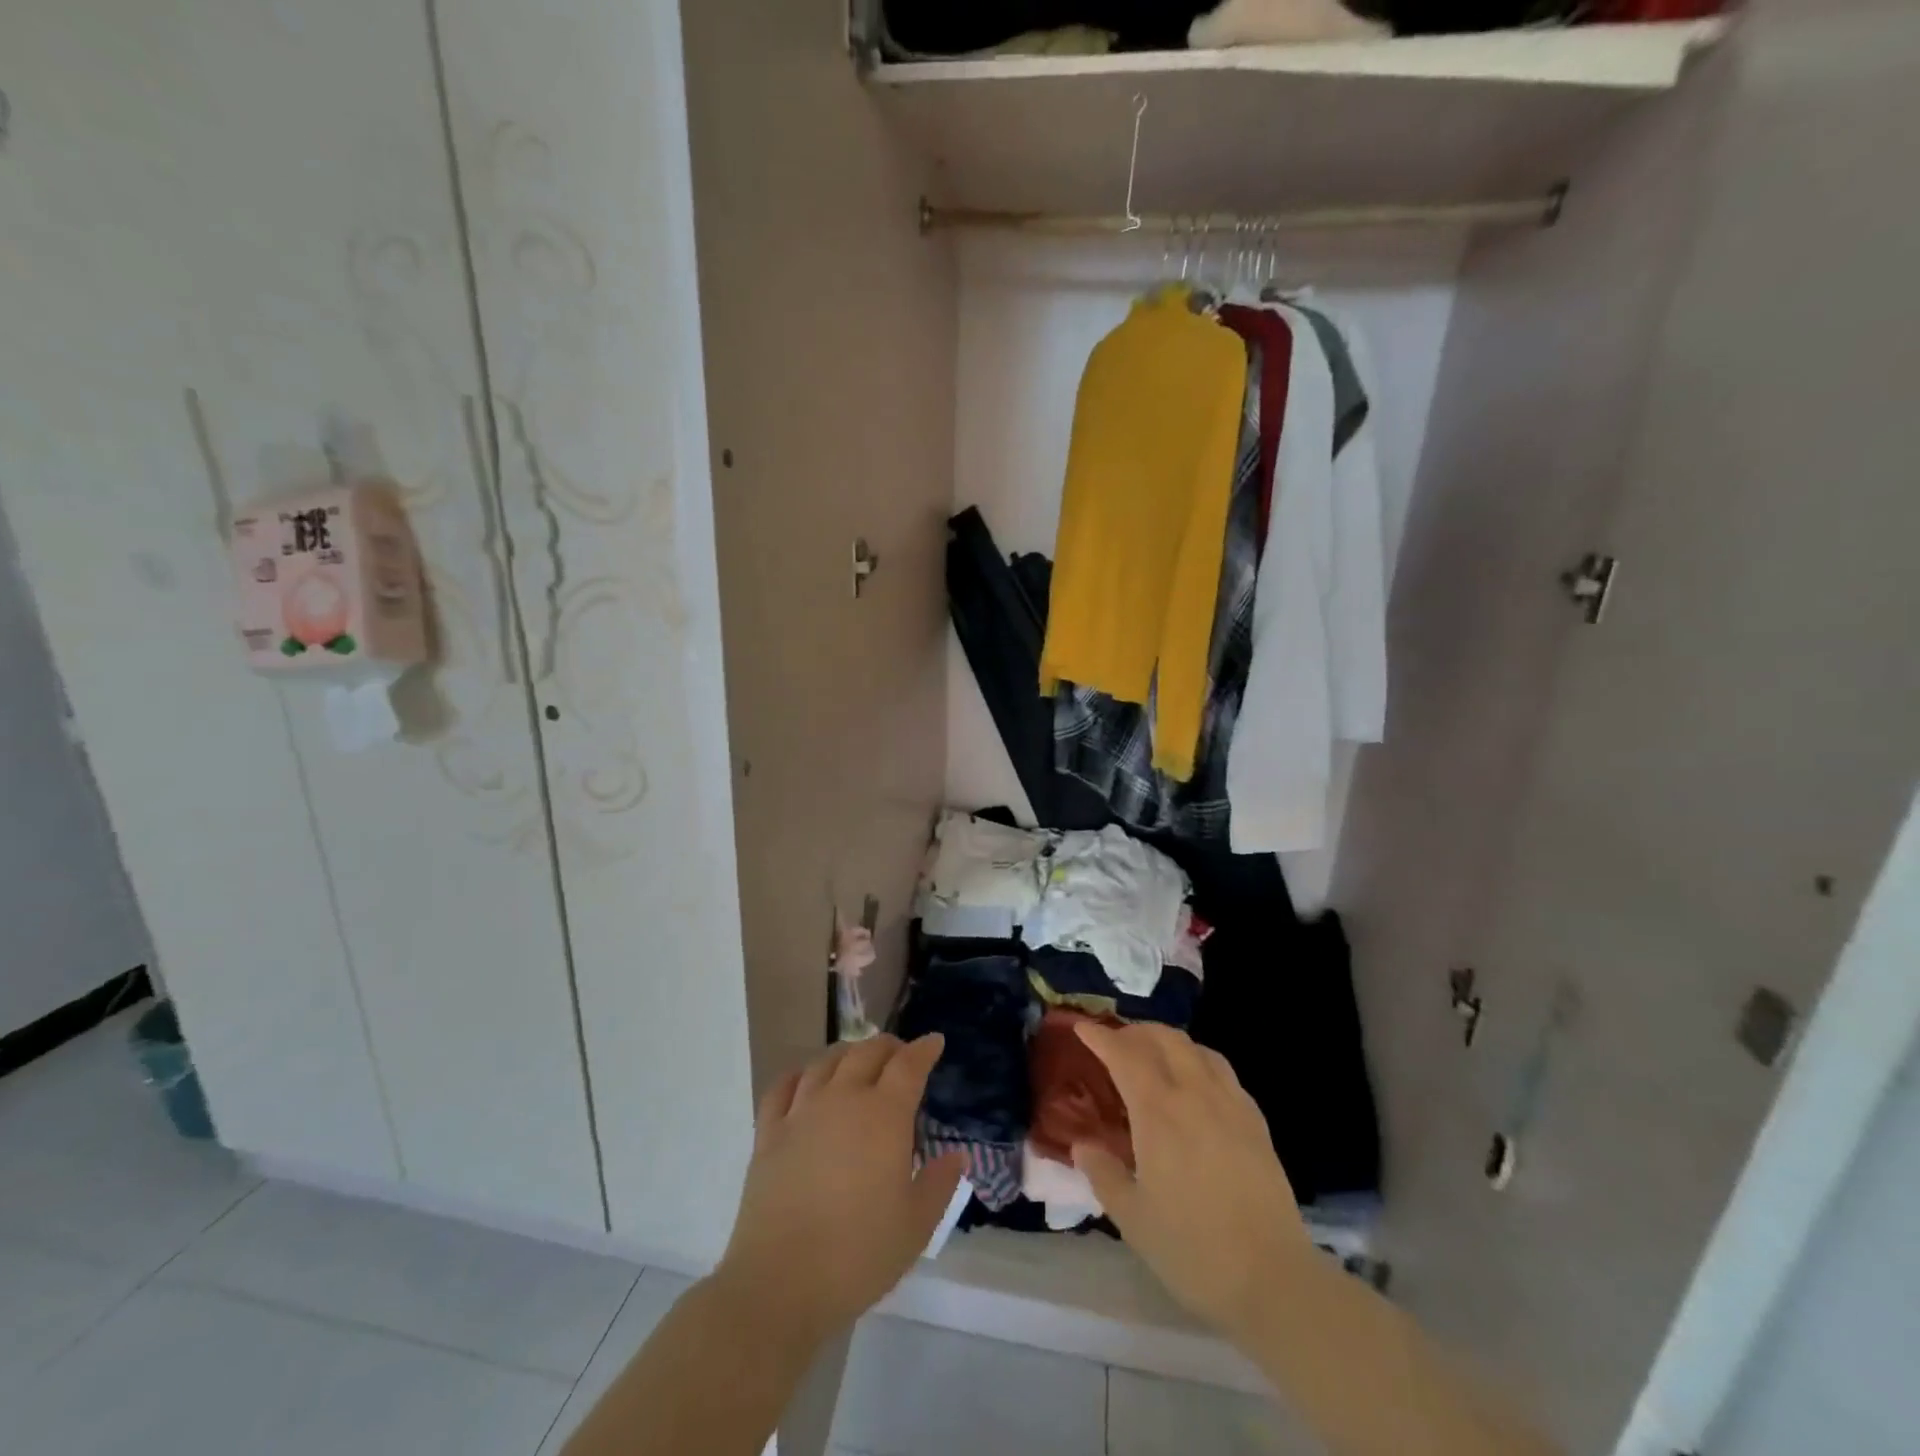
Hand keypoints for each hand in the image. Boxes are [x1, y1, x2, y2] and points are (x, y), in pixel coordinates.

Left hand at [714, 1035, 965, 1342]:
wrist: (781, 1283)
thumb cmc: (858, 1255)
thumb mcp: (916, 1226)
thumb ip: (939, 1184)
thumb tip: (957, 1155)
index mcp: (884, 1115)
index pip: (909, 1065)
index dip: (924, 1049)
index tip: (934, 1042)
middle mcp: (843, 1099)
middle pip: (867, 1053)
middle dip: (889, 1046)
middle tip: (900, 1053)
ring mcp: (802, 1112)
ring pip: (826, 1062)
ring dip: (848, 1053)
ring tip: (857, 1060)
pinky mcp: (769, 1133)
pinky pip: (783, 1086)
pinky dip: (800, 1074)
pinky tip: (806, 1078)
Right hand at [1071, 1022, 1309, 1340]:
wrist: (1273, 1279)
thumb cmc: (1193, 1250)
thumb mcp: (1132, 1217)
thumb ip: (1103, 1173)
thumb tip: (1082, 1145)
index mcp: (1158, 1112)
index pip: (1124, 1055)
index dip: (1100, 1037)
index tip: (1082, 1028)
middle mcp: (1194, 1094)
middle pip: (1163, 1039)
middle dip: (1135, 1032)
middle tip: (1115, 1043)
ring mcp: (1230, 1103)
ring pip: (1196, 1048)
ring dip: (1168, 1041)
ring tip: (1153, 1055)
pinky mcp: (1255, 1120)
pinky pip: (1222, 1070)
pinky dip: (1199, 1060)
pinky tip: (1195, 1083)